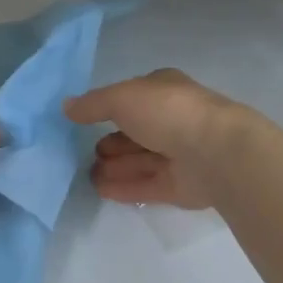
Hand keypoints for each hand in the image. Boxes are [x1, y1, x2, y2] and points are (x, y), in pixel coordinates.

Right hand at [65, 69, 238, 209]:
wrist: (216, 153)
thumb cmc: (168, 112)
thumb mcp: (122, 97)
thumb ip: (92, 104)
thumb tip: (66, 107)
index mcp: (165, 91)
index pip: (132, 97)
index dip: (109, 107)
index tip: (83, 121)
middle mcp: (173, 120)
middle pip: (136, 132)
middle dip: (112, 142)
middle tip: (84, 153)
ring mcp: (180, 154)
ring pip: (141, 160)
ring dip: (114, 167)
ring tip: (87, 175)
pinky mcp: (181, 185)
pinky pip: (147, 185)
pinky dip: (124, 187)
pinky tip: (101, 191)